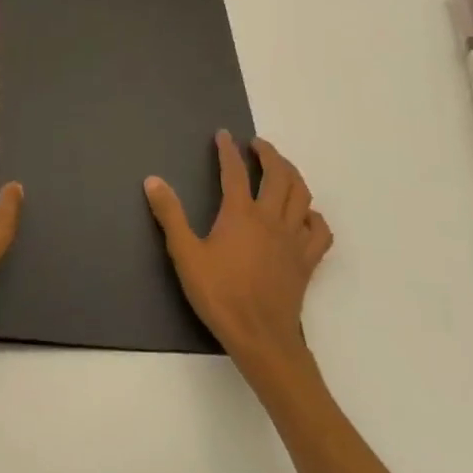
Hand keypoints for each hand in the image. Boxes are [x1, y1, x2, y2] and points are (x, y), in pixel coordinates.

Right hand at [145, 131, 331, 369]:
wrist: (261, 338)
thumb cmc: (219, 295)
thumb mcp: (185, 254)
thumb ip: (170, 215)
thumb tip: (153, 180)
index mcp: (240, 214)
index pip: (235, 171)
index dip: (228, 150)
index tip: (223, 135)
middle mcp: (271, 219)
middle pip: (279, 175)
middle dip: (269, 154)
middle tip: (257, 145)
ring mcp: (293, 240)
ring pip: (302, 196)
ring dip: (292, 175)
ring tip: (281, 168)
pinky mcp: (306, 261)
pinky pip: (319, 231)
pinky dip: (313, 216)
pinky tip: (305, 215)